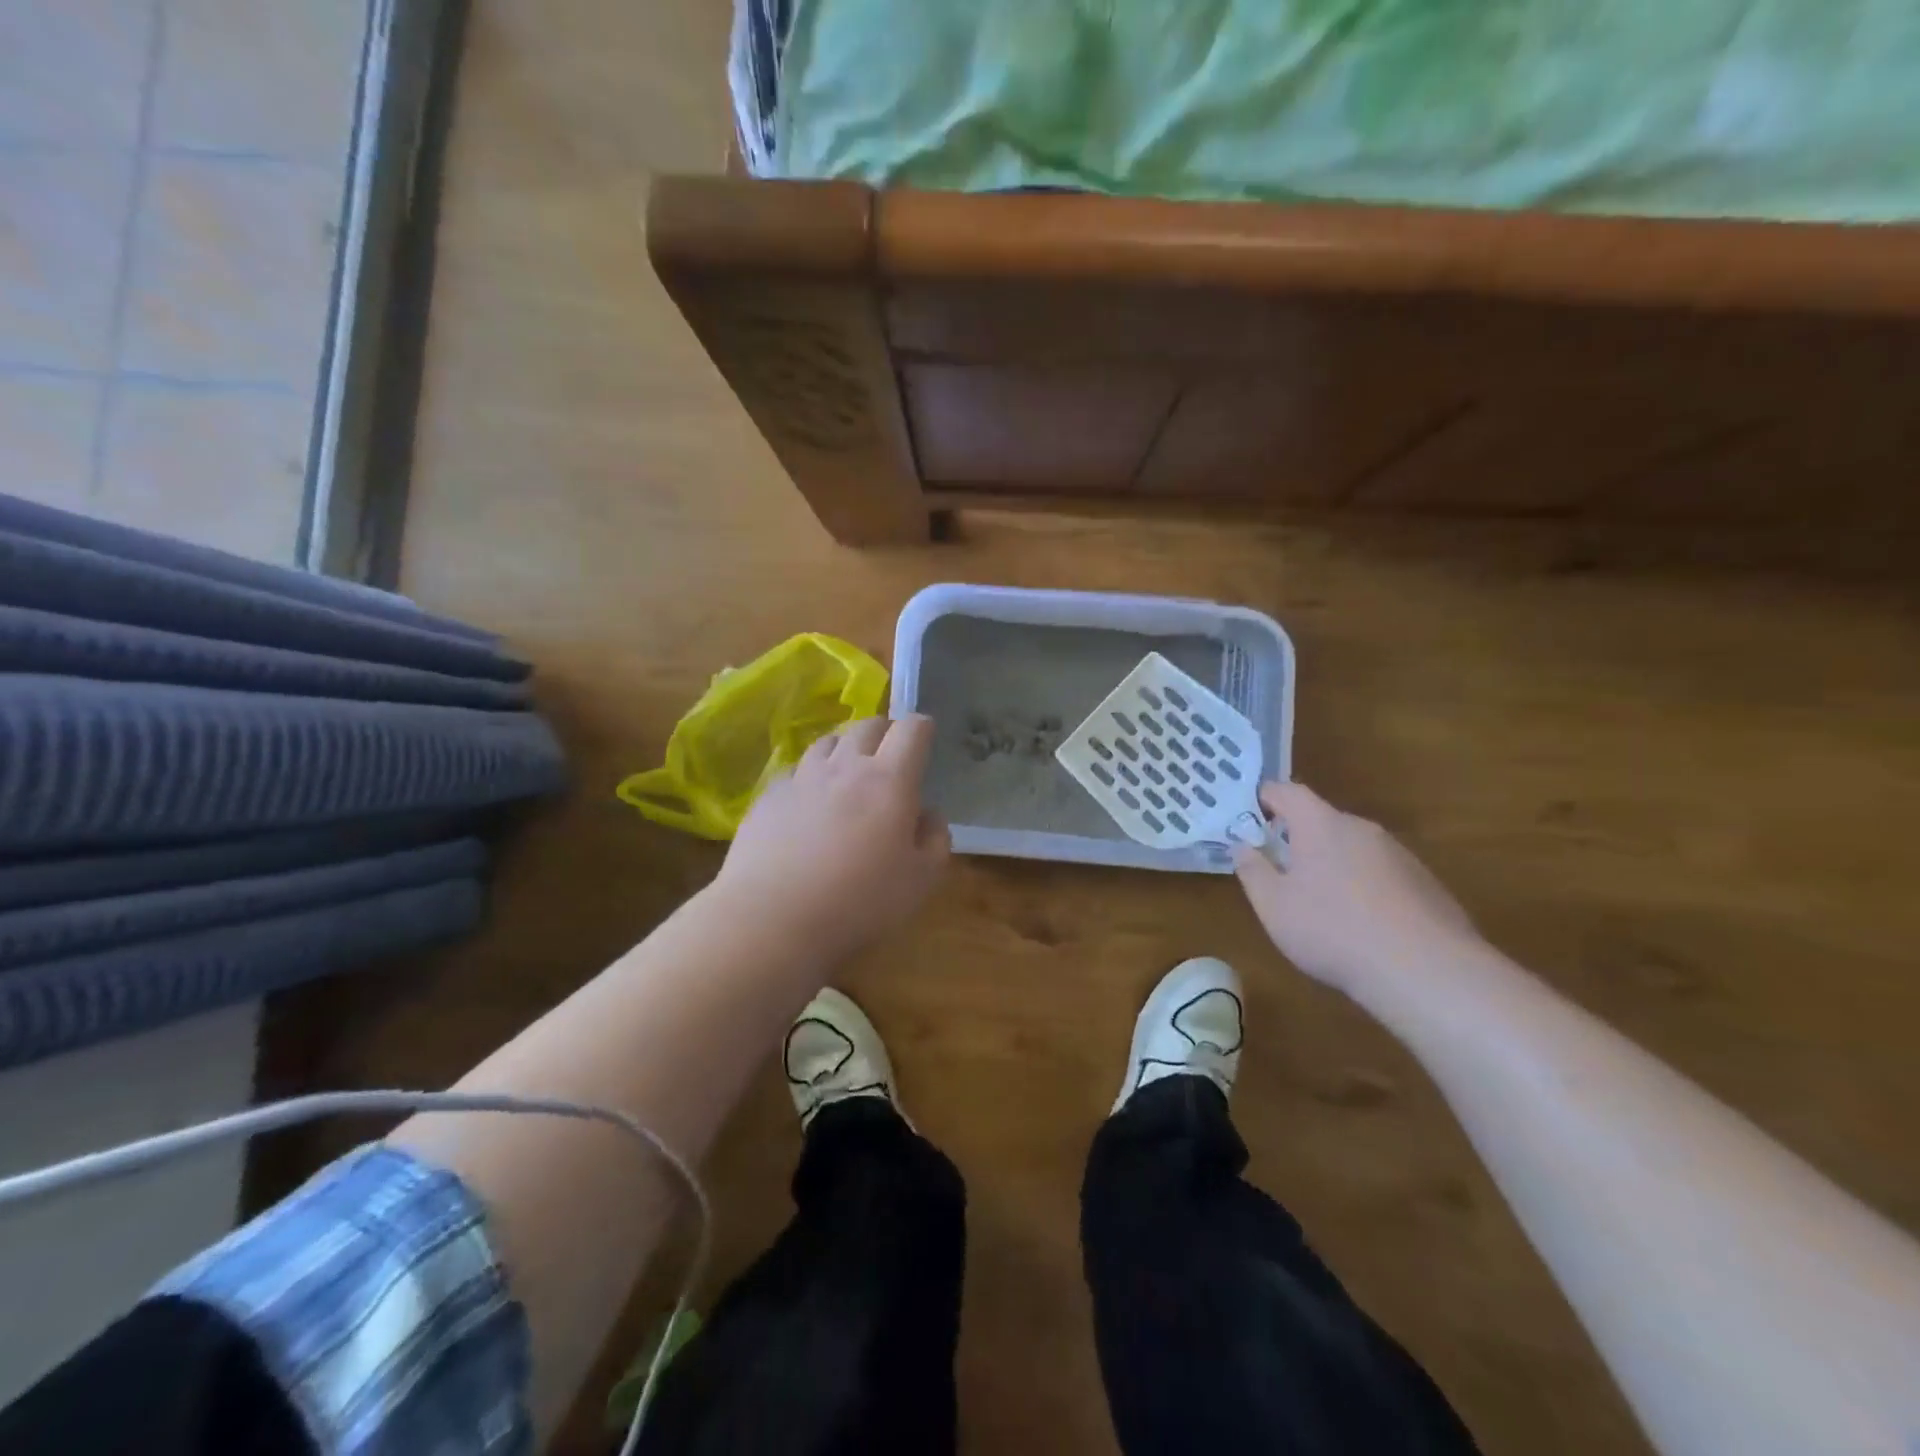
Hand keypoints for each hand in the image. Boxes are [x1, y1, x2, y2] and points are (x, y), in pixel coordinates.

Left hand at [716, 715, 950, 966]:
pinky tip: (809, 803)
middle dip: (885, 732)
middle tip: (890, 756)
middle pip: (868, 725)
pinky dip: (810, 777)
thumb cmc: (859, 902)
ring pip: (829, 741)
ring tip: (849, 773)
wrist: (772, 918)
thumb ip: (934, 839)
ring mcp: (802, 777)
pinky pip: (796, 770)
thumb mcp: (921, 880)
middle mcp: (845, 767)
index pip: (911, 730)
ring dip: (845, 749)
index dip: (922, 728)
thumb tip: (928, 814)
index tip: (926, 739)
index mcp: (889, 781)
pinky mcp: (769, 796)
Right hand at [1233, 782, 1479, 995]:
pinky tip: (1361, 926)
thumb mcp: (1273, 906)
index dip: (1265, 797)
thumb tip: (1242, 846)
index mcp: (1321, 825)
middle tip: (1278, 866)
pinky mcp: (1425, 884)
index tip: (1248, 814)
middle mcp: (1362, 829)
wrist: (1426, 971)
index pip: (1288, 792)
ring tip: (1319, 903)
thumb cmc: (1333, 930)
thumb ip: (1253, 871)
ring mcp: (1399, 855)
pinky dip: (1363, 887)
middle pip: (1322, 820)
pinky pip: (1381, 874)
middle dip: (1298, 837)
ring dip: (1332, 864)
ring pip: (1353, 848)